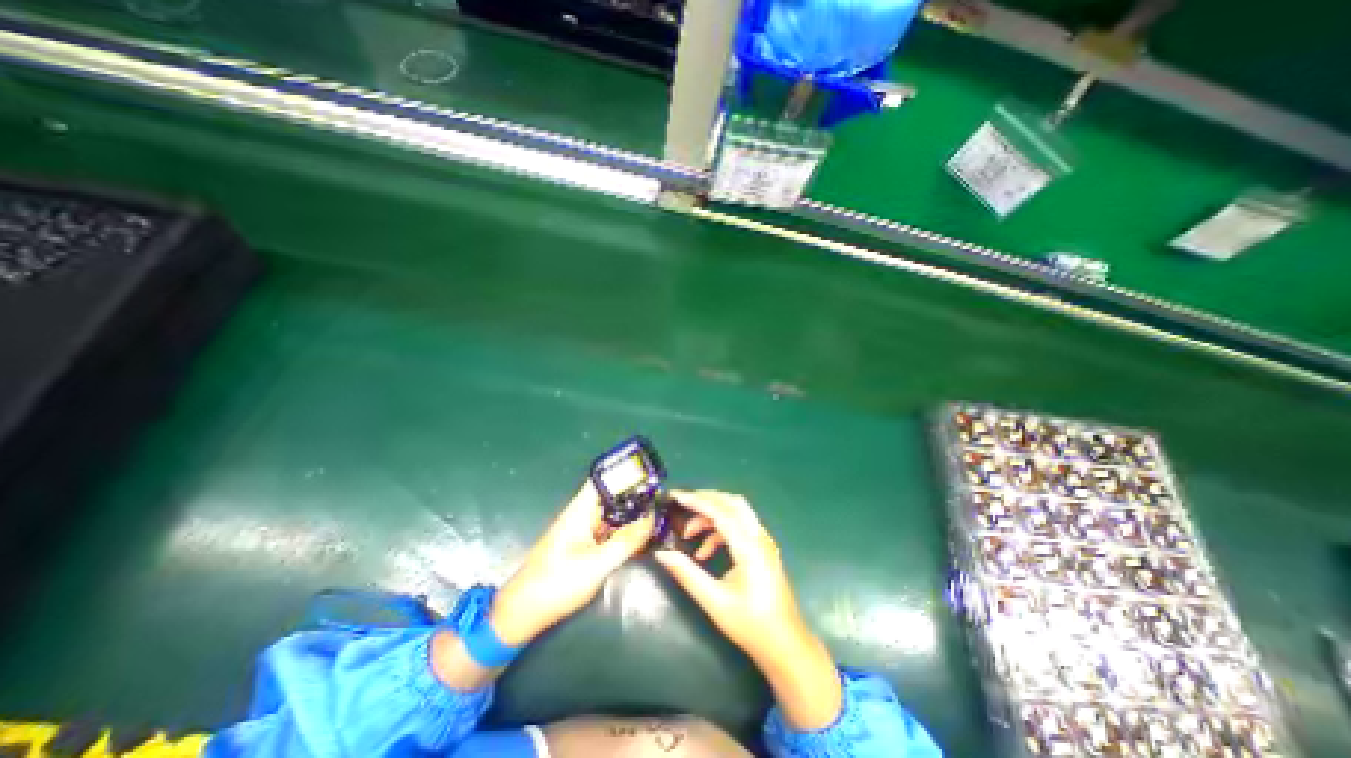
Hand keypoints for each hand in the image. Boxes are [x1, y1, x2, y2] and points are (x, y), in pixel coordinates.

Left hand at [495, 487, 657, 645]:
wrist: (522, 614)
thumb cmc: (557, 584)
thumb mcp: (597, 564)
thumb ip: (626, 540)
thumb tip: (651, 518)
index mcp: (580, 510)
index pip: (603, 479)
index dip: (625, 472)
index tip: (650, 473)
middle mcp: (582, 515)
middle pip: (612, 496)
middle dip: (635, 495)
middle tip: (663, 500)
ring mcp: (583, 531)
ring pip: (613, 515)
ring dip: (633, 515)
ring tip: (659, 517)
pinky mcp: (584, 546)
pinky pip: (610, 532)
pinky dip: (625, 532)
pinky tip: (643, 539)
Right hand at [656, 488, 841, 730]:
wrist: (787, 646)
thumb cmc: (751, 626)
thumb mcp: (714, 601)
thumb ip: (687, 574)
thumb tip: (662, 552)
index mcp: (748, 547)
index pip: (720, 511)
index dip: (696, 501)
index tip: (674, 495)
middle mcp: (758, 537)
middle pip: (731, 503)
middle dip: (705, 499)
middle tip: (681, 504)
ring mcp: (763, 541)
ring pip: (736, 512)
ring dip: (712, 515)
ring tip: (689, 533)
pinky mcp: (763, 549)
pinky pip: (740, 526)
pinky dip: (720, 530)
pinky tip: (704, 552)